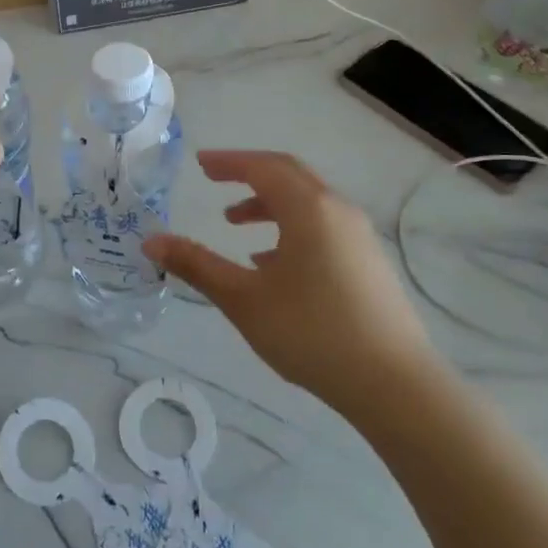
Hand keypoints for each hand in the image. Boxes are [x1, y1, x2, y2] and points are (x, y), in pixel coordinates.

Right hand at [143, 151, 440, 408]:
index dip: (228, 162)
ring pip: (307, 202)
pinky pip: (322, 226)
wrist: (396, 385)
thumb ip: (197, 265)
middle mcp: (337, 211)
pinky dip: (291, 226)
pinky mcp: (368, 262)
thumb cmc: (312, 333)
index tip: (200, 164)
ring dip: (268, 203)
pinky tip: (272, 263)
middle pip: (289, 175)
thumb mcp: (244, 300)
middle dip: (249, 173)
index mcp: (308, 209)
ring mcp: (358, 237)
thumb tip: (151, 242)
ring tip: (235, 224)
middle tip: (215, 179)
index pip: (262, 167)